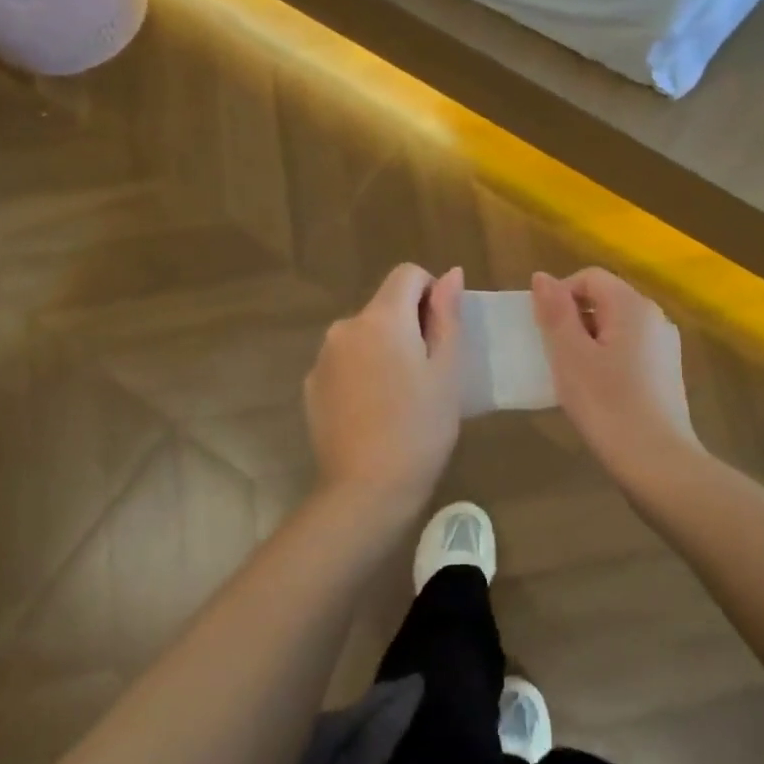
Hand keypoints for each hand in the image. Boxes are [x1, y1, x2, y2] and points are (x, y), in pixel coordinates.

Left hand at [304, 264, 464, 514]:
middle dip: (409, 325)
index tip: (441, 333)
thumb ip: (447, 315)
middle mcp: (345, 327)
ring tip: (401, 396)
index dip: (431, 293)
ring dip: (384, 349)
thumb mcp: (447, 371)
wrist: (366, 489)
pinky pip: (345, 362)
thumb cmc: (420, 428)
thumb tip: (451, 274)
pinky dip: (362, 372)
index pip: (407, 274)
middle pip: (385, 306)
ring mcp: (323, 357)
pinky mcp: (312, 385)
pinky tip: (374, 411)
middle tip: (428, 374)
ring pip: (364, 335)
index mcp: (381, 318)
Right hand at [531, 268, 697, 478]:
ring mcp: (665, 346)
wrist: (658, 463)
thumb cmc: (607, 405)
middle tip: (555, 356)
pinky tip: (599, 392)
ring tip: (574, 377)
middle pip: (605, 299)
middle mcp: (655, 317)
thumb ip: (555, 311)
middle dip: (574, 320)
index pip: (589, 277)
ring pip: (617, 327)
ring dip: (589, 342)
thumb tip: (542, 276)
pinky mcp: (668, 372)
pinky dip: (608, 359)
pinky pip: (630, 349)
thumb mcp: (570, 355)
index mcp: (633, 305)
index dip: (560, 296)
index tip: (544, 331)